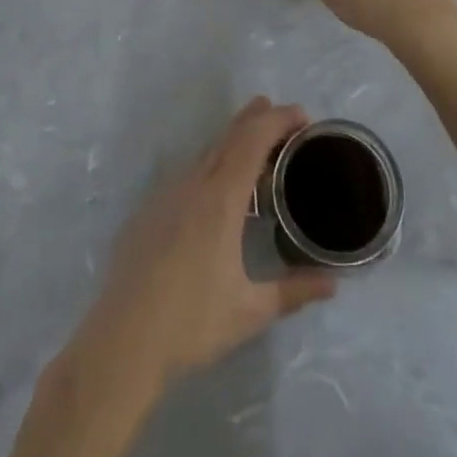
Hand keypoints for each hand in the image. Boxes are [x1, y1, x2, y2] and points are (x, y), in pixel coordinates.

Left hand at [71, 98, 335, 392]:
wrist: (123, 340)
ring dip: (234, 139)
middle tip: (284, 116)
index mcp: (221, 199)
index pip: (253, 140)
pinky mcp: (150, 209)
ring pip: (207, 151)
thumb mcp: (251, 311)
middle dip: (257, 118)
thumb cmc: (192, 323)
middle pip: (229, 135)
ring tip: (257, 146)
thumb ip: (294, 291)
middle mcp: (194, 184)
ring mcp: (167, 194)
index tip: (303, 116)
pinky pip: (188, 172)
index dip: (278, 120)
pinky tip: (218, 187)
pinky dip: (212, 163)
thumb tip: (333, 283)